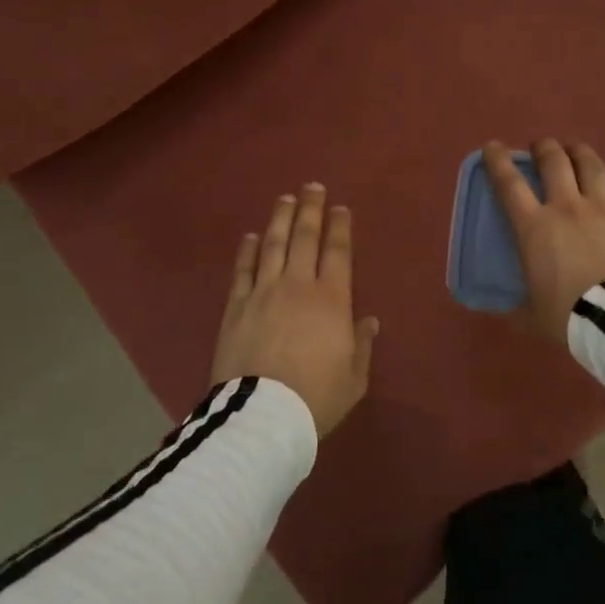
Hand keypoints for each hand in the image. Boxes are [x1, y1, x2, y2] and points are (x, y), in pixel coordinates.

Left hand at [211, 183, 378, 436]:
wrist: (263, 416)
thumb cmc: (316, 398)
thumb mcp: (353, 378)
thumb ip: (362, 345)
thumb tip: (368, 320)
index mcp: (332, 300)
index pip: (337, 252)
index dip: (339, 227)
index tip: (340, 207)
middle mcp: (297, 285)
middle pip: (304, 238)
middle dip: (310, 210)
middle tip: (311, 187)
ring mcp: (263, 292)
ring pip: (272, 245)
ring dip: (279, 219)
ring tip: (284, 199)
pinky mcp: (236, 306)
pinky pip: (243, 270)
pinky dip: (247, 250)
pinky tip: (250, 236)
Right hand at [482, 139, 604, 347]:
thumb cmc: (569, 317)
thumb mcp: (532, 314)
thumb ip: (519, 306)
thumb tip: (509, 313)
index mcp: (534, 228)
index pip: (509, 184)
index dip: (498, 161)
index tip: (493, 147)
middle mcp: (567, 207)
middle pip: (554, 162)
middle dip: (544, 148)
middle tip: (541, 148)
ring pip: (591, 165)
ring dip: (580, 153)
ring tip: (575, 150)